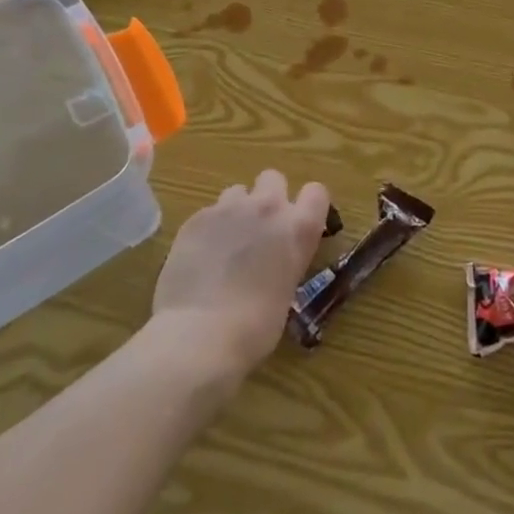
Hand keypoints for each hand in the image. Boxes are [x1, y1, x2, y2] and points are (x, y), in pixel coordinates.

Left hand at [150, 170, 330, 380]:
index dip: (308, 205)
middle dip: (268, 196)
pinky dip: (208, 229)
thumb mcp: (286, 290)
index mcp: (299, 229)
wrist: (200, 335)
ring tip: (225, 243)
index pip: (317, 192)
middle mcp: (268, 208)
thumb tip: (270, 262)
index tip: (299, 222)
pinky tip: (200, 258)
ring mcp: (230, 208)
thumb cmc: (255, 328)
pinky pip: (209, 212)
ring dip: (236, 210)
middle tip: (259, 229)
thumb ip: (284, 260)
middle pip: (273, 178)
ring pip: (237, 192)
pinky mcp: (197, 218)